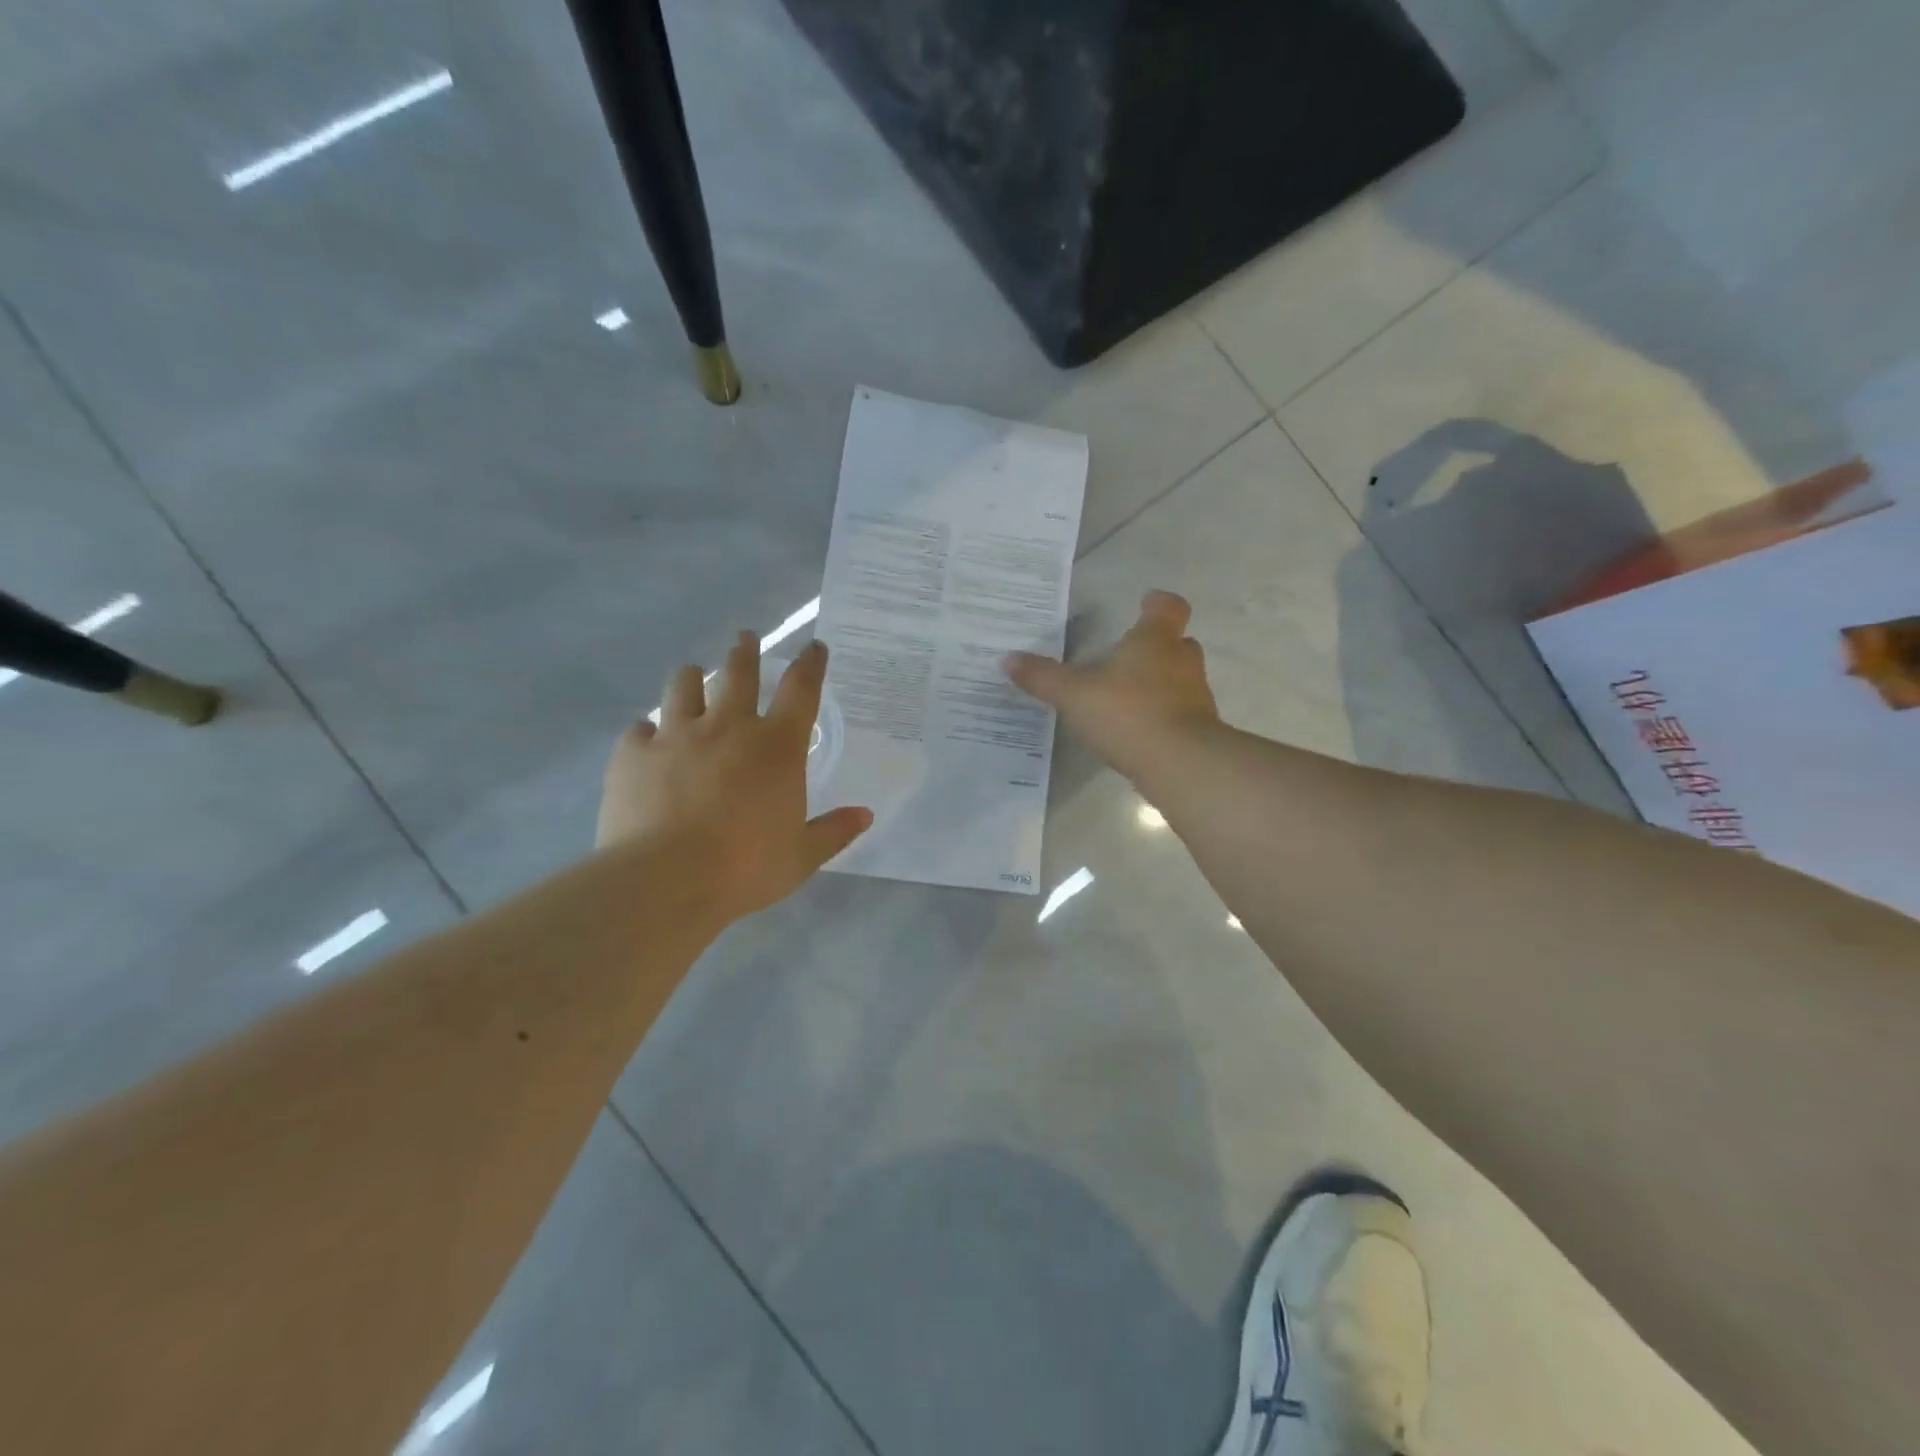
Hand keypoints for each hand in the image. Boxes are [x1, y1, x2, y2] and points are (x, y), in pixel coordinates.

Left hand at [599, 636, 872, 922]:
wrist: (666, 881)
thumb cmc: (746, 868)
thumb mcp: (801, 856)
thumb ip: (834, 832)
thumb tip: (865, 815)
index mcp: (777, 747)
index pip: (801, 690)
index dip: (811, 664)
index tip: (815, 647)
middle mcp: (728, 727)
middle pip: (739, 673)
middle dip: (745, 651)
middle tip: (745, 637)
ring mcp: (677, 735)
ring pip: (684, 685)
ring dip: (693, 678)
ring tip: (694, 676)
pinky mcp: (634, 753)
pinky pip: (639, 729)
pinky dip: (647, 731)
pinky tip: (647, 739)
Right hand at [1005, 590, 1220, 780]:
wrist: (1180, 764)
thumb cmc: (1128, 712)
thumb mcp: (1074, 695)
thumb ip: (1043, 677)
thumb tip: (1008, 659)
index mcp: (1155, 640)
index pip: (1168, 608)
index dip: (1157, 604)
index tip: (1146, 603)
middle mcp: (1182, 661)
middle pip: (1177, 643)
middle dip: (1157, 646)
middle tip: (1128, 655)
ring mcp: (1196, 696)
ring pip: (1180, 679)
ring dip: (1160, 683)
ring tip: (1127, 696)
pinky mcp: (1199, 730)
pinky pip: (1180, 713)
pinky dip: (1163, 716)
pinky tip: (1137, 730)